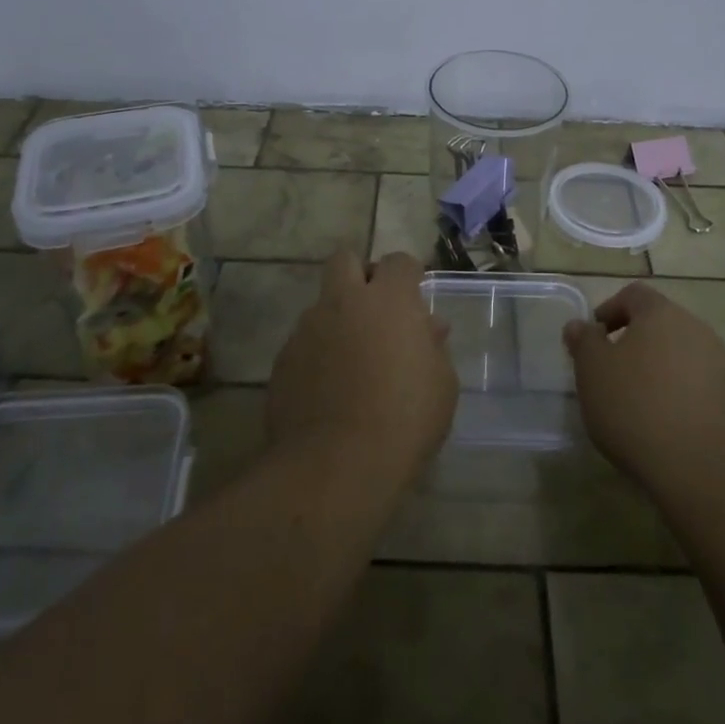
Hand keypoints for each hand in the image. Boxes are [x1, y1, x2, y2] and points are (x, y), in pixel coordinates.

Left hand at [265, 251, 457, 486]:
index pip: (399, 261)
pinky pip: (304, 343)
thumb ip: (433, 346)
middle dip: (360, 273)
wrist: (336, 464)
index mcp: (388, 300)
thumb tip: (428, 328)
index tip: (415, 295)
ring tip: (352, 360)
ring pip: (321, 305)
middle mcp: (344, 302)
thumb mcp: (442, 384)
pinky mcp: (282, 360)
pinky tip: (329, 388)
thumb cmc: (405, 419)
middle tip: (375, 308)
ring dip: (338, 319)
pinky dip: (318, 354)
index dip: (409, 274)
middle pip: (345, 259)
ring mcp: (307, 329)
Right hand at [562, 283, 724, 504]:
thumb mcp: (592, 372)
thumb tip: (579, 325)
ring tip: (640, 402)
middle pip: (660, 323)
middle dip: (635, 341)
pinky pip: (700, 382)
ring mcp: (721, 362)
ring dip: (660, 367)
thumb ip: (583, 341)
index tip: (594, 340)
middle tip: (612, 373)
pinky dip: (681, 392)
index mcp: (660, 313)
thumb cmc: (636, 409)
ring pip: (681, 353)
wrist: (703, 470)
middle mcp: (696, 328)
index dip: (610, 310)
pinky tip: (668, 422)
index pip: (633, 295)